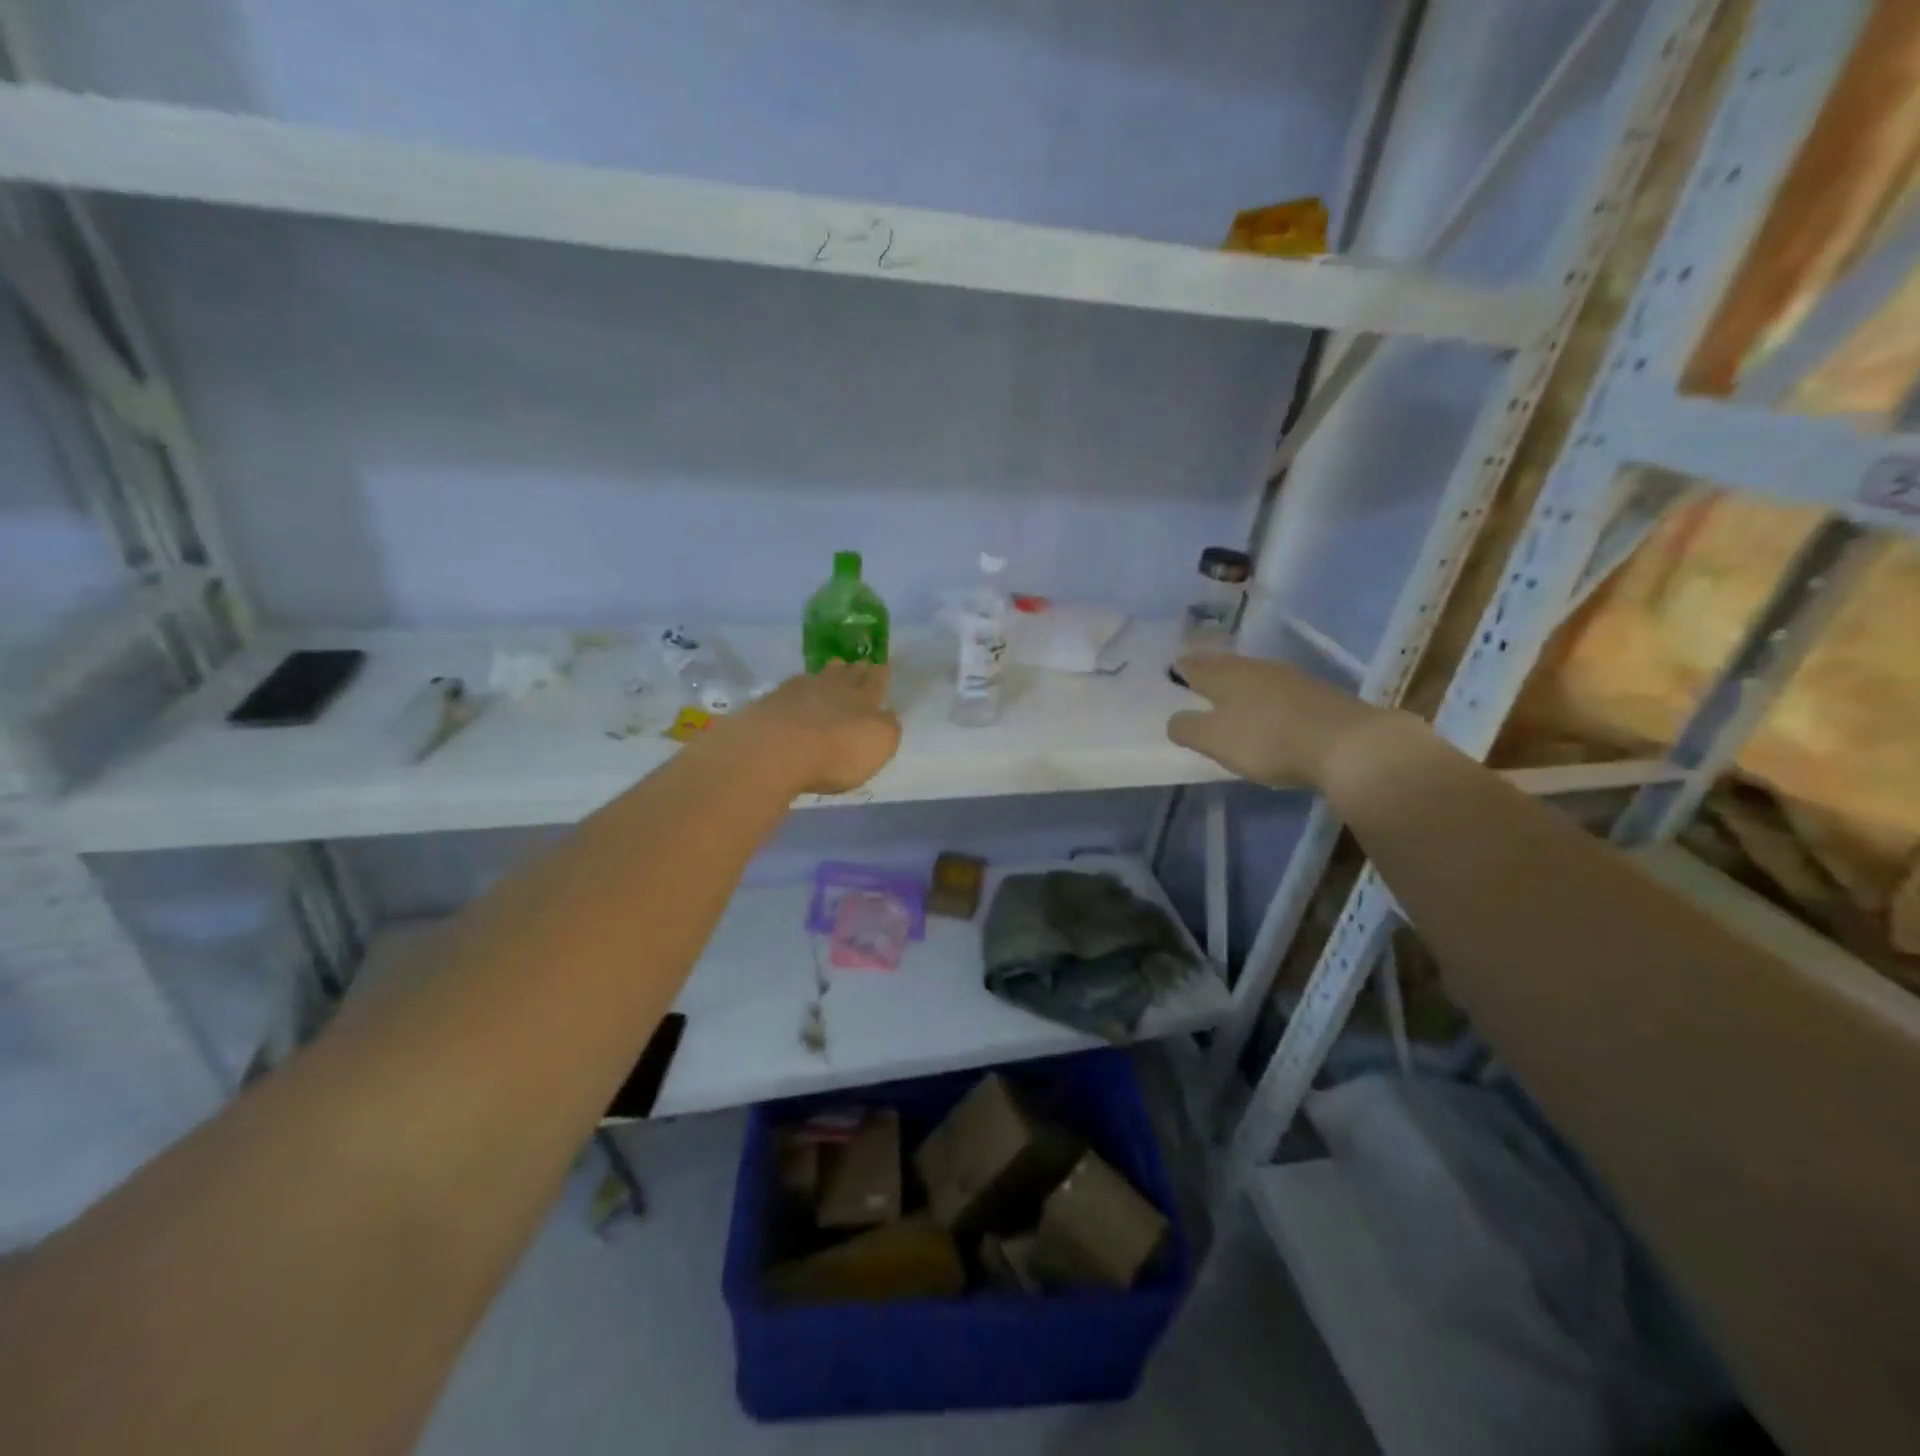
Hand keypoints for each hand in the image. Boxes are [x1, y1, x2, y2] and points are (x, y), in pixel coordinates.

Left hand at [721, 661, 901, 795]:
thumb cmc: (836, 752)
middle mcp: (832, 687)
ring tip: (832, 670)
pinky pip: (792, 689)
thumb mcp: (879, 745)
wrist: (774, 749)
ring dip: (828, 674)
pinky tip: (797, 693)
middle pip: (847, 674)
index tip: (882, 667)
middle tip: (858, 665)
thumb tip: (888, 714)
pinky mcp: (770, 702)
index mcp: (863, 698)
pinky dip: (799, 689)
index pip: (876, 681)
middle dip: (855, 670)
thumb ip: (887, 728)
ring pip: (819, 677)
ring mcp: (798, 691)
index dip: (880, 675)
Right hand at [1167, 654, 1393, 790]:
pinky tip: (1267, 716)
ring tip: (1228, 701)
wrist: (1350, 746)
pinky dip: (1265, 701)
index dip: (1180, 669)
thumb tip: (1175, 720)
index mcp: (1227, 674)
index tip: (1170, 672)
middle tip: (1194, 684)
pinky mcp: (1317, 697)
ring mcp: (1291, 680)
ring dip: (1239, 687)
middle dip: (1210, 674)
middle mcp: (1257, 668)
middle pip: (1225, 667)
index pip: (1194, 665)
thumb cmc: (1270, 740)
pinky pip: (1278, 694)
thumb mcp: (1215, 740)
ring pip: (1253, 678)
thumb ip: (1187, 728)